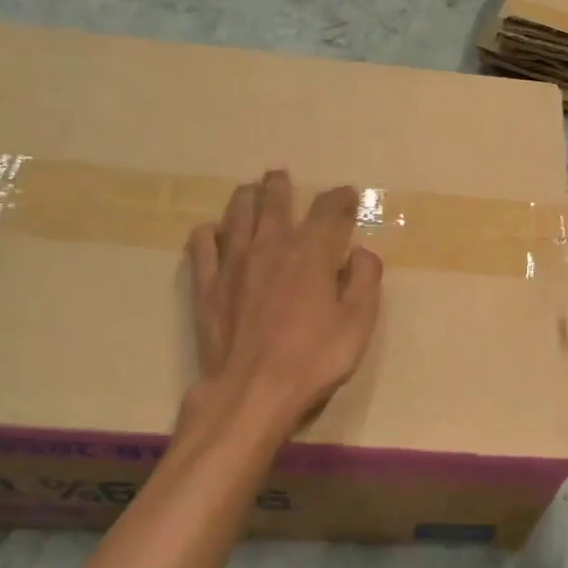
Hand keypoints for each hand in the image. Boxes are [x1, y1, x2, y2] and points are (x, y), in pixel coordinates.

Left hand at [185, 170, 382, 434]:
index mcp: (311, 252)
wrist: (252, 391)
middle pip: (274, 200)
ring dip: (246, 197)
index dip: (340, 198)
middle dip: (281, 185)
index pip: (328, 210)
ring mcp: (233, 263)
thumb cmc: (314, 359)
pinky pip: (202, 246)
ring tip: (250, 191)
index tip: (348, 194)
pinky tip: (213, 233)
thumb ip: (365, 281)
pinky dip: (209, 233)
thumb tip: (361, 253)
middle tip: (282, 177)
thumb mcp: (358, 323)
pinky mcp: (207, 285)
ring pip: (237, 214)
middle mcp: (270, 245)